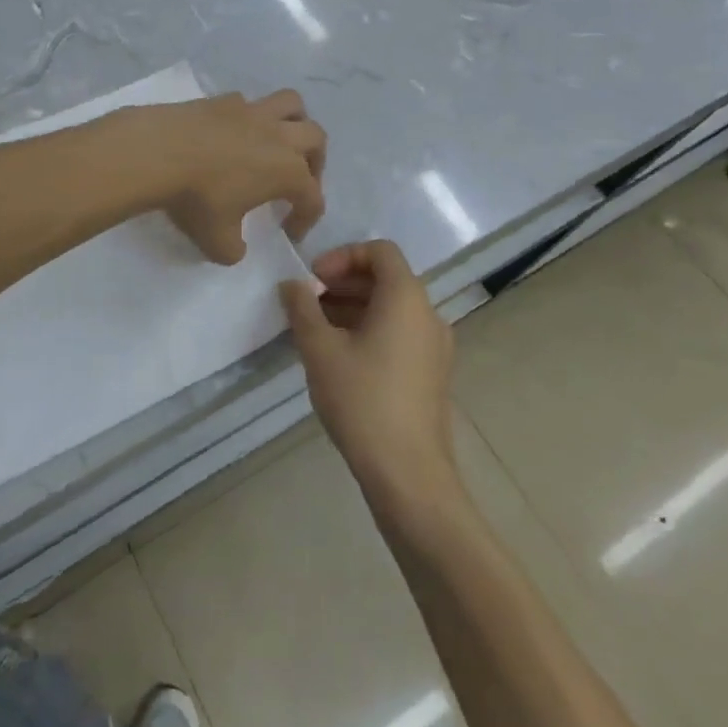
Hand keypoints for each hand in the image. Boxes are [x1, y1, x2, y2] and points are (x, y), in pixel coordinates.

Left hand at [126, 90, 325, 263]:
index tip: (289, 233)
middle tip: (297, 181)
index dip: (306, 219)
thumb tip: (236, 247)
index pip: (312, 198)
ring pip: (291, 104)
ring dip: (294, 122)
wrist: (157, 152)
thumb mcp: (217, 241)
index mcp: (287, 171)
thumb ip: (234, 249)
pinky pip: (249, 103)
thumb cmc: (196, 198)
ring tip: (278, 142)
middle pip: (315, 139)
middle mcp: (278, 136)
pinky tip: (233, 134)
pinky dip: (251, 117)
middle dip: (315, 161)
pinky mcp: (222, 99)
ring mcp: (251, 112)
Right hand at [280, 241, 459, 518]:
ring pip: (392, 308)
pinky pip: (400, 333)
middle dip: (344, 282)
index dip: (343, 256)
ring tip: (317, 329)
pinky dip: (370, 329)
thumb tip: (292, 285)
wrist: (408, 475)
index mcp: (406, 298)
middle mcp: (428, 314)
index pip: (380, 251)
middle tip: (308, 302)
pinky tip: (340, 356)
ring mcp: (435, 346)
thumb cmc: (363, 401)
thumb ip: (302, 308)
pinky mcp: (432, 373)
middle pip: (386, 278)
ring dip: (353, 307)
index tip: (313, 279)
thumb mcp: (320, 350)